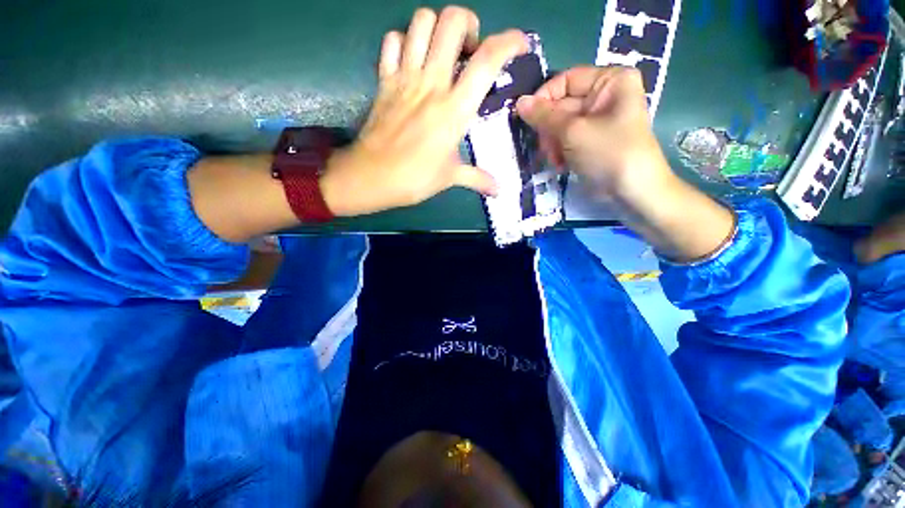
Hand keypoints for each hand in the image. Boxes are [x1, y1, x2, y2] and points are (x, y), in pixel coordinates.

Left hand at [320, 7, 528, 216]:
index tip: (519, 45)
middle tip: (470, 50)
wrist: (372, 177)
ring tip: (443, 51)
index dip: (509, 42)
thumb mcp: (451, 178)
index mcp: (455, 109)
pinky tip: (412, 61)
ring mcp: (405, 78)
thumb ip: (478, 179)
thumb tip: (498, 191)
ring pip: (421, 22)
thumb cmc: (415, 178)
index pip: (487, 60)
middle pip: (452, 21)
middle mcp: (432, 83)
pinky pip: (393, 42)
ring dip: (437, 28)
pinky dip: (405, 42)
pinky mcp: (384, 80)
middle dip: (468, 24)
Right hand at [517, 65, 735, 262]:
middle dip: (549, 128)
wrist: (632, 191)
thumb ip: (544, 116)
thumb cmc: (608, 153)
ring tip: (555, 159)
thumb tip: (519, 102)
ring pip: (560, 125)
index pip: (566, 80)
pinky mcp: (591, 141)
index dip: (544, 98)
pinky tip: (560, 164)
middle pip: (562, 105)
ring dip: (552, 143)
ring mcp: (598, 120)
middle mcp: (605, 96)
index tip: (527, 118)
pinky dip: (559, 152)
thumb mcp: (573, 131)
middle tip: (544, 147)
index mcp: (610, 81)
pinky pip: (566, 140)